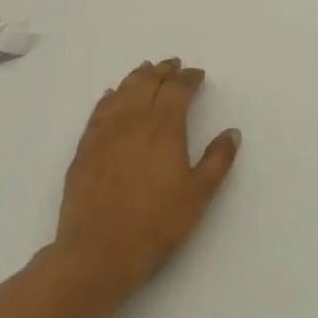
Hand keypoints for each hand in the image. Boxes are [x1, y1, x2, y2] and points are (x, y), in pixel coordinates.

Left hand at [53, 58, 240, 311]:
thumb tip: (232, 133)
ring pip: (121, 91)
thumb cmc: (155, 225)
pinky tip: (111, 96)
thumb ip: (217, 160)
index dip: (189, 78)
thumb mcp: (198, 196)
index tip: (197, 74)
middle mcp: (132, 119)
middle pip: (147, 82)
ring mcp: (104, 131)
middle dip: (163, 70)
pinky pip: (99, 110)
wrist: (97, 252)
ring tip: (146, 71)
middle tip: (173, 65)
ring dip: (137, 77)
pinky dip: (110, 96)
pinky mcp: (84, 147)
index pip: (177, 88)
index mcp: (164, 126)